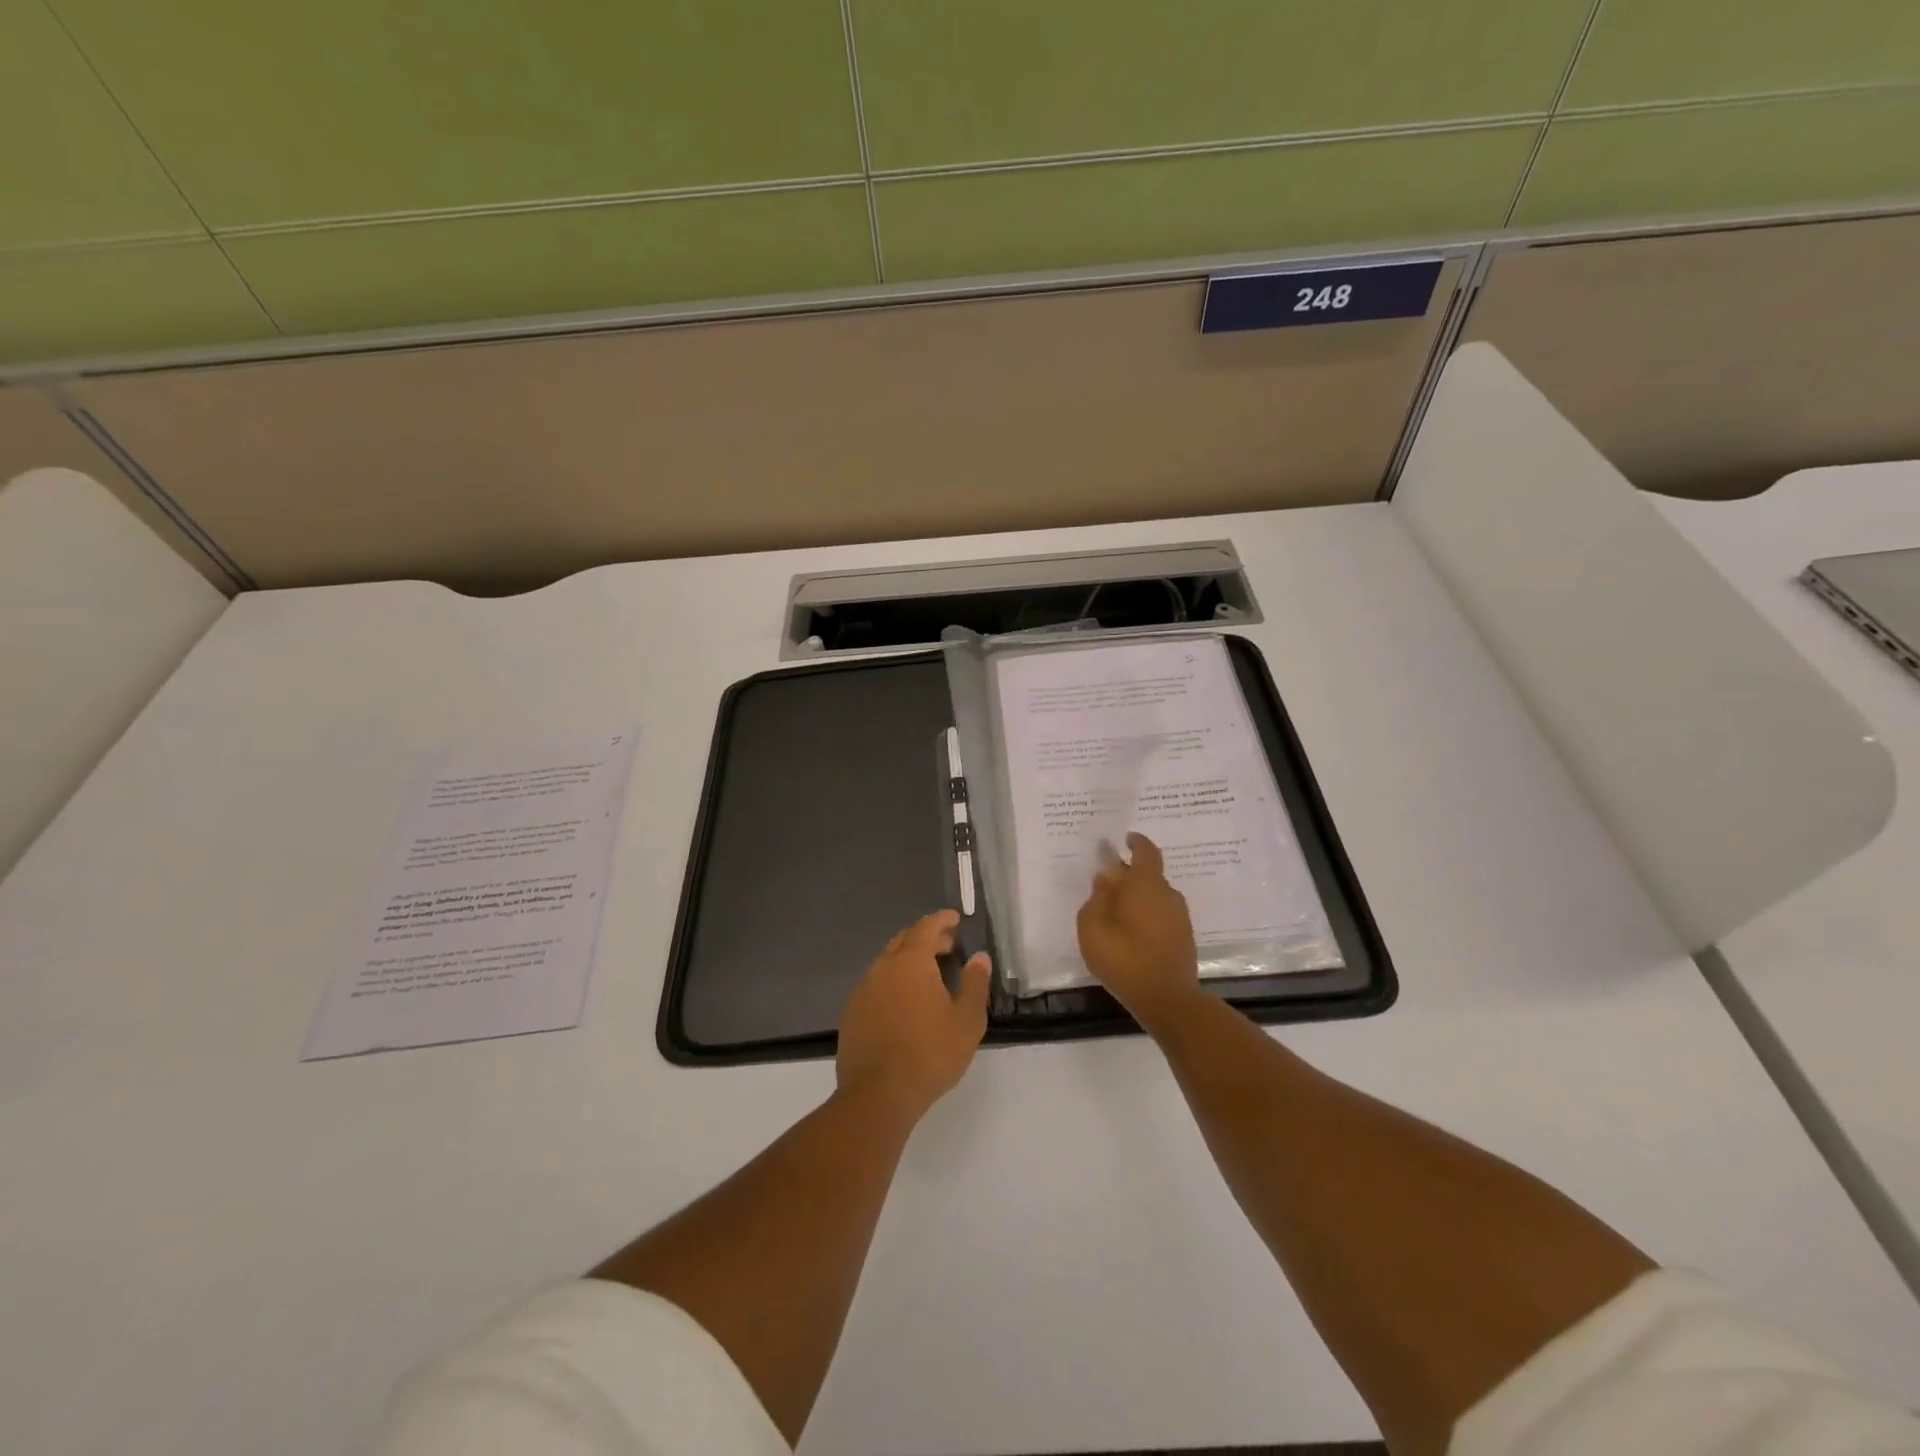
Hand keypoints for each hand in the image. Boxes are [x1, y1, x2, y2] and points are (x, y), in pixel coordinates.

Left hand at [837, 910, 991, 1123]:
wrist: (878, 1094)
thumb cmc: (930, 1053)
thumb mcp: (967, 1020)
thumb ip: (975, 984)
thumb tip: (980, 957)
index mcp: (910, 961)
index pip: (926, 927)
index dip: (942, 920)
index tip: (955, 918)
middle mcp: (883, 967)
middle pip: (904, 941)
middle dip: (926, 938)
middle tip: (947, 946)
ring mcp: (863, 991)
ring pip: (887, 963)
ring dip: (908, 961)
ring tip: (929, 976)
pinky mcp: (852, 1014)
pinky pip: (876, 986)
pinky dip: (894, 983)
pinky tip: (905, 1004)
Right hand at [1076, 832, 1199, 1028]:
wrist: (1167, 999)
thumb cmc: (1124, 958)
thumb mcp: (1093, 926)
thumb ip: (1097, 897)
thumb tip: (1106, 878)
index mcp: (1146, 884)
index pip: (1146, 852)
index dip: (1136, 842)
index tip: (1125, 838)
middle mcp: (1167, 894)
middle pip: (1149, 875)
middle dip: (1130, 874)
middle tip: (1108, 881)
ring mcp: (1179, 916)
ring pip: (1155, 896)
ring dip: (1138, 897)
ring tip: (1116, 910)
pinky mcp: (1183, 937)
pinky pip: (1161, 914)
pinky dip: (1146, 914)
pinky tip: (1131, 930)